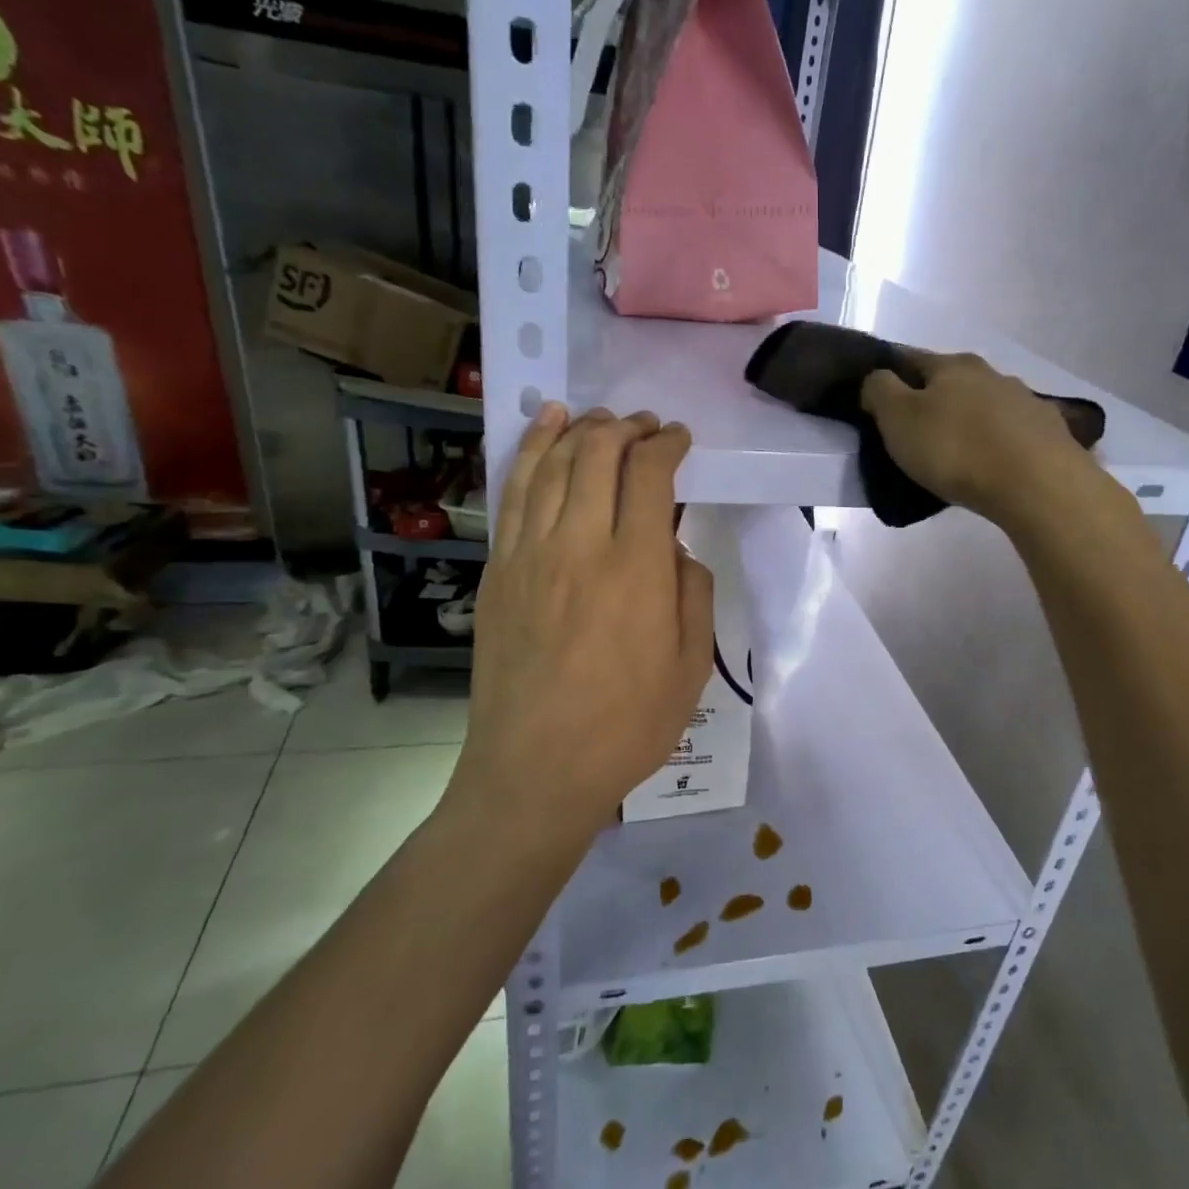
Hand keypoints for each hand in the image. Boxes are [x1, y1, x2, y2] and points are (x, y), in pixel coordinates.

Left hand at [454, 405, 713, 841]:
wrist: (535, 770)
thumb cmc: (626, 726)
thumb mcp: (690, 666)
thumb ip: (692, 594)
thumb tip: (676, 549)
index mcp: (637, 569)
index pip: (649, 475)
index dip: (666, 445)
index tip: (679, 439)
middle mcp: (580, 545)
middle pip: (597, 455)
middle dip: (626, 428)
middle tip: (645, 426)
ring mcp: (528, 555)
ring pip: (550, 464)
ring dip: (578, 430)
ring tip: (598, 417)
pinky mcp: (497, 571)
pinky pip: (512, 494)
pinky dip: (529, 452)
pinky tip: (543, 431)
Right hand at [861, 351, 1103, 531]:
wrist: (1036, 484)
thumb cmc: (956, 449)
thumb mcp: (899, 419)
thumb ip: (879, 390)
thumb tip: (876, 378)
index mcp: (952, 365)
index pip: (910, 358)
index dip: (890, 376)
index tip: (878, 401)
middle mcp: (991, 373)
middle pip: (951, 381)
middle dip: (933, 400)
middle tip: (916, 433)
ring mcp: (1025, 401)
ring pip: (984, 405)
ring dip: (968, 420)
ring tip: (957, 453)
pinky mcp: (1049, 432)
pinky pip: (1012, 432)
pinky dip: (998, 442)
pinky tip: (993, 463)